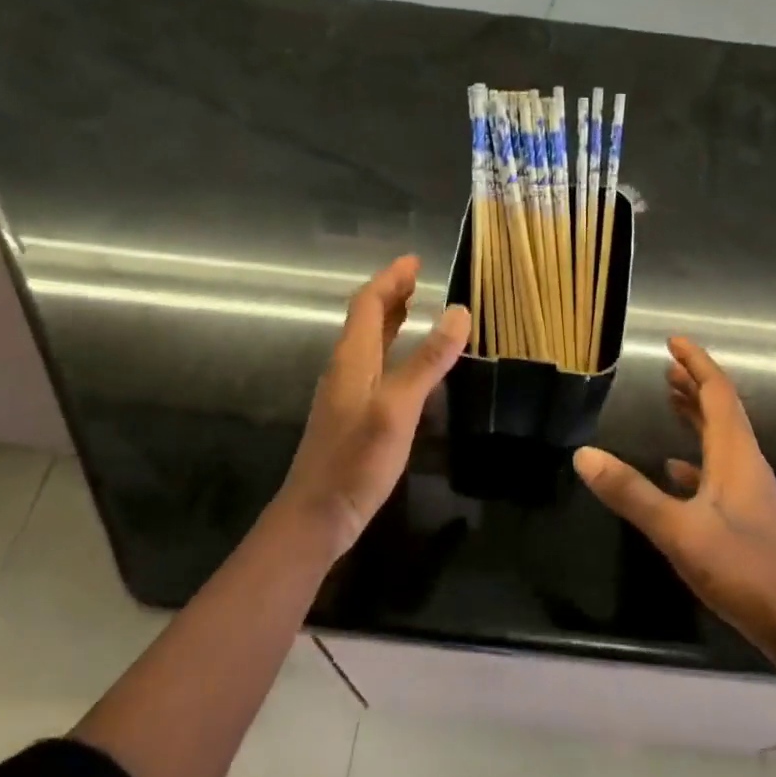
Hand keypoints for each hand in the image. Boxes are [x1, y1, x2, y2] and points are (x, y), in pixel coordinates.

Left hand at [278, 255, 470, 558]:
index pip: (369, 304)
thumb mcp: (398, 407)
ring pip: (370, 343)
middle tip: (419, 278)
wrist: (317, 515)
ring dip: (392, 320)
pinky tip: (408, 364)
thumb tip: (458, 311)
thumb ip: (427, 360)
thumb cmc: (356, 460)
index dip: (390, 279)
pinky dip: (394, 349)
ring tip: (416, 307)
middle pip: (367, 319)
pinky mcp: (353, 415)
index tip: (415, 261)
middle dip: (391, 294)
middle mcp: (346, 368)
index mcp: (352, 358)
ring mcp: (347, 393)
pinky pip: (375, 365)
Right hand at [573, 338, 775, 657]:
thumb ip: (631, 493)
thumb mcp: (680, 530)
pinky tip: (675, 470)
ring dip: (696, 416)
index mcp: (735, 455)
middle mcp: (745, 464)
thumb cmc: (744, 569)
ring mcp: (747, 492)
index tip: (673, 341)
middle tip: (666, 367)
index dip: (697, 364)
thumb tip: (583, 454)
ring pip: (720, 440)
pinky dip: (695, 460)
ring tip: (670, 400)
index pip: (718, 393)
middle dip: (695, 385)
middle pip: (721, 411)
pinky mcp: (745, 518)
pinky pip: (717, 472)